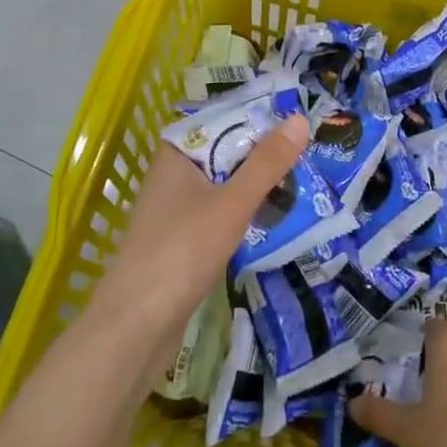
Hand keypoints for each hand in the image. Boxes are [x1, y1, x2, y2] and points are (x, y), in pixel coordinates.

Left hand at [95, 114, 309, 335]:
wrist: (136, 326)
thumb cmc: (182, 251)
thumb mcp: (232, 203)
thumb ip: (266, 163)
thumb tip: (299, 119)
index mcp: (176, 154)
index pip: (223, 121)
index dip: (260, 119)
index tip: (299, 120)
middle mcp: (172, 175)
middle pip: (226, 153)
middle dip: (264, 155)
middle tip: (311, 151)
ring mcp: (175, 210)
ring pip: (224, 185)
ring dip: (257, 186)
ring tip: (303, 181)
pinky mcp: (181, 241)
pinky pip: (220, 213)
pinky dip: (244, 213)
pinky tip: (274, 218)